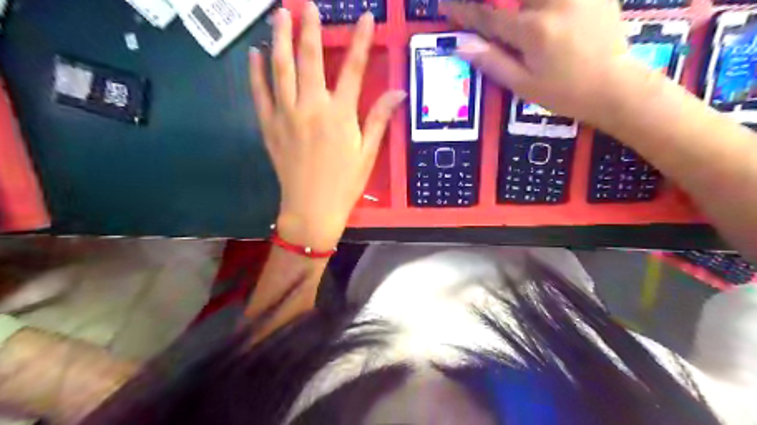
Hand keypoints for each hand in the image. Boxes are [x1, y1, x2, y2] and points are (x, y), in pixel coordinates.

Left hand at [249, 3, 403, 248]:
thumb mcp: (367, 153)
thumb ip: (379, 119)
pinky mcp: (269, 126)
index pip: (354, 69)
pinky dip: (255, 72)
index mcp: (339, 115)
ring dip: (279, 38)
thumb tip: (399, 92)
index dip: (361, 41)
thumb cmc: (344, 183)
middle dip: (309, 27)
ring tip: (279, 14)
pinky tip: (254, 53)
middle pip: (309, 58)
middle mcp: (311, 107)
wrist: (311, 209)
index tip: (365, 17)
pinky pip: (259, 93)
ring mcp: (286, 115)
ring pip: (280, 68)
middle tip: (306, 3)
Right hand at [445, 1, 634, 124]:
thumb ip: (492, 62)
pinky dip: (540, 1)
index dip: (464, 11)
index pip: (488, 17)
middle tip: (494, 21)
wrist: (615, 86)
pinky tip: (536, 10)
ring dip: (516, 2)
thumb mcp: (523, 85)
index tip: (445, 4)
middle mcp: (553, 2)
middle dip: (494, 2)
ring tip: (515, 21)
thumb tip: (462, 45)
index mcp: (533, 31)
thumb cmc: (564, 92)